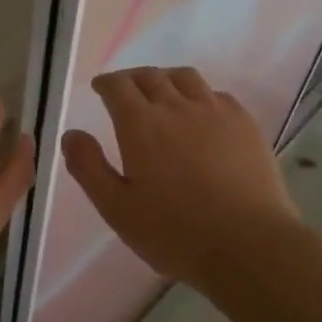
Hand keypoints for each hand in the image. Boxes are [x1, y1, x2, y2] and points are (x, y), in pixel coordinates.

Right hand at [62, 67, 301, 286]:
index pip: (118, 86)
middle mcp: (176, 107)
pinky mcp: (245, 124)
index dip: (106, 83)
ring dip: (166, 79)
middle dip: (132, 78)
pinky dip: (200, 96)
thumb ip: (88, 168)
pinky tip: (202, 114)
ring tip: (162, 93)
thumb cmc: (175, 233)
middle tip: (125, 91)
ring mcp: (215, 112)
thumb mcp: (117, 209)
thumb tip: (72, 135)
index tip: (100, 88)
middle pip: (150, 76)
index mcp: (140, 124)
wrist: (250, 246)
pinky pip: (217, 95)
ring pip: (186, 78)